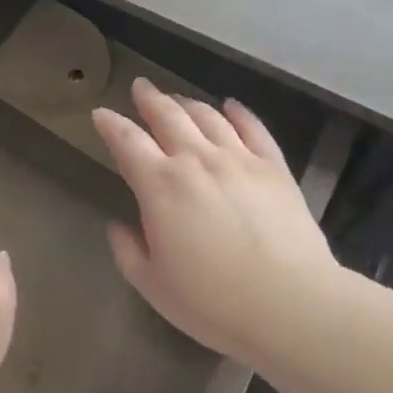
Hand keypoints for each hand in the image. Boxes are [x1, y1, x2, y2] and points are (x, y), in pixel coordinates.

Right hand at [93, 78, 342, 368]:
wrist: (292, 305)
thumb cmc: (214, 302)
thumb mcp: (154, 285)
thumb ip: (128, 252)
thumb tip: (118, 226)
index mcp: (160, 185)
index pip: (127, 141)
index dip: (110, 124)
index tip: (100, 113)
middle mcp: (196, 160)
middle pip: (167, 115)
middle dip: (149, 98)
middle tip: (140, 87)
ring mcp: (238, 159)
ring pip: (207, 116)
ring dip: (187, 103)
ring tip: (177, 99)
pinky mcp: (274, 167)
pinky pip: (253, 128)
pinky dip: (239, 112)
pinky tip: (231, 106)